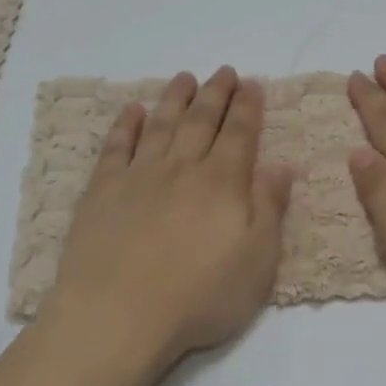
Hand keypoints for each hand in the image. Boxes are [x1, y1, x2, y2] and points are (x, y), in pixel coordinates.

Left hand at [41, 67, 294, 372]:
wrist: (118, 314)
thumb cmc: (198, 297)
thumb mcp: (257, 263)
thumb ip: (270, 209)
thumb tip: (282, 165)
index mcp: (222, 183)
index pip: (239, 134)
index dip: (248, 107)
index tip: (252, 83)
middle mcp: (182, 168)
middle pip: (201, 120)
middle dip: (216, 93)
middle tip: (224, 71)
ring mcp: (139, 175)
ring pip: (161, 124)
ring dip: (175, 98)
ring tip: (185, 78)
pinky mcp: (103, 190)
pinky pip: (116, 146)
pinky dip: (126, 124)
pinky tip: (132, 110)